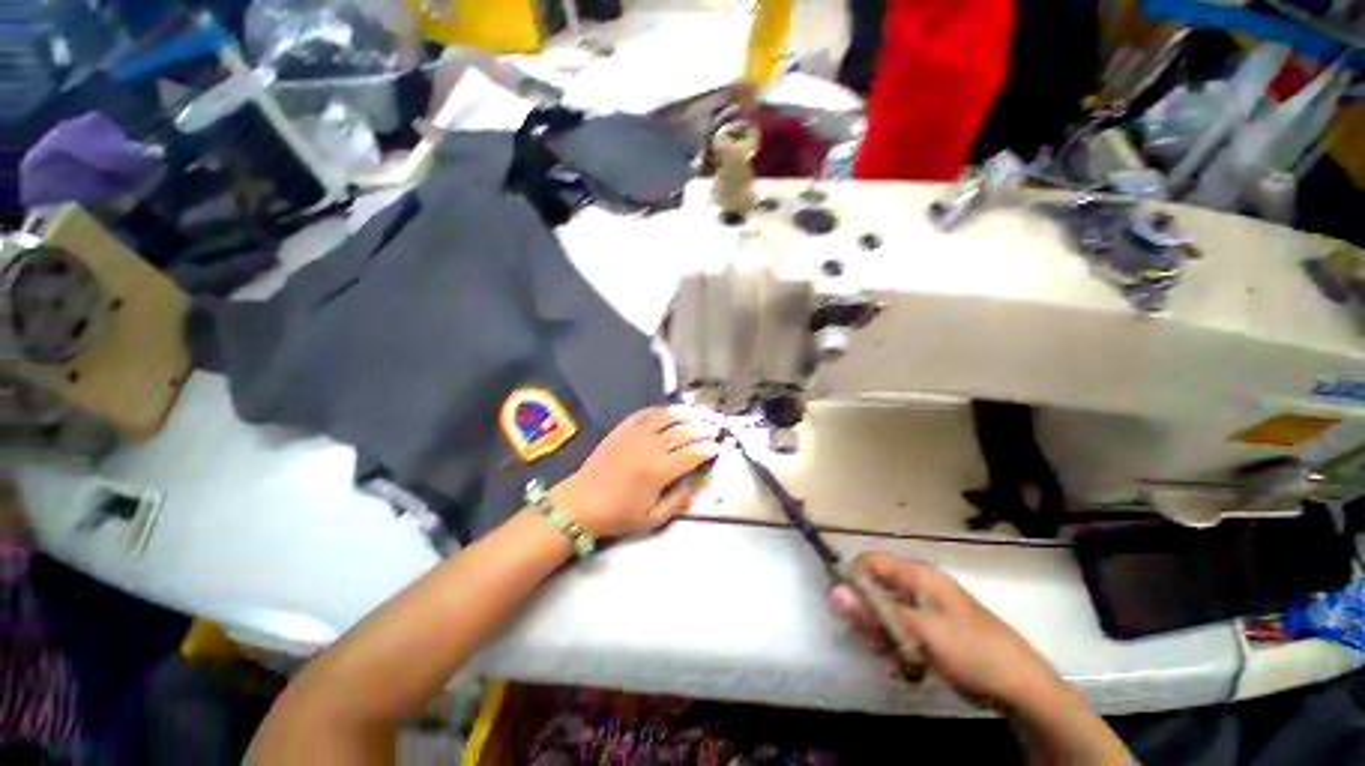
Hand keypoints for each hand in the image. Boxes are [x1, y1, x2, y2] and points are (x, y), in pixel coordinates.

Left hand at [552, 406, 719, 538]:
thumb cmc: (619, 514)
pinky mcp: (622, 429)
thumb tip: (700, 482)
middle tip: (713, 429)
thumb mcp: (654, 517)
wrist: (581, 503)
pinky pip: (645, 413)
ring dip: (684, 414)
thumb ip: (680, 499)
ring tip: (697, 413)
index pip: (692, 454)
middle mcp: (650, 447)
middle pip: (683, 432)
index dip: (708, 449)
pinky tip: (669, 411)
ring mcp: (635, 434)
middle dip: (701, 429)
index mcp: (659, 471)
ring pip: (666, 417)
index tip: (717, 448)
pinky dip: (660, 410)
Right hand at [827, 553, 1070, 711]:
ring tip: (885, 658)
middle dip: (867, 613)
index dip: (851, 578)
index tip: (839, 606)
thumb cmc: (970, 650)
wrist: (1022, 687)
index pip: (870, 561)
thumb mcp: (919, 631)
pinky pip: (904, 631)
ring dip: (881, 634)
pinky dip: (898, 647)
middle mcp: (920, 585)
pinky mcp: (936, 631)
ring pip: (889, 612)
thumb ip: (875, 612)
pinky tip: (901, 669)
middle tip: (866, 639)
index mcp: (918, 574)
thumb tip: (832, 591)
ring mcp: (929, 609)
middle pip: (877, 587)